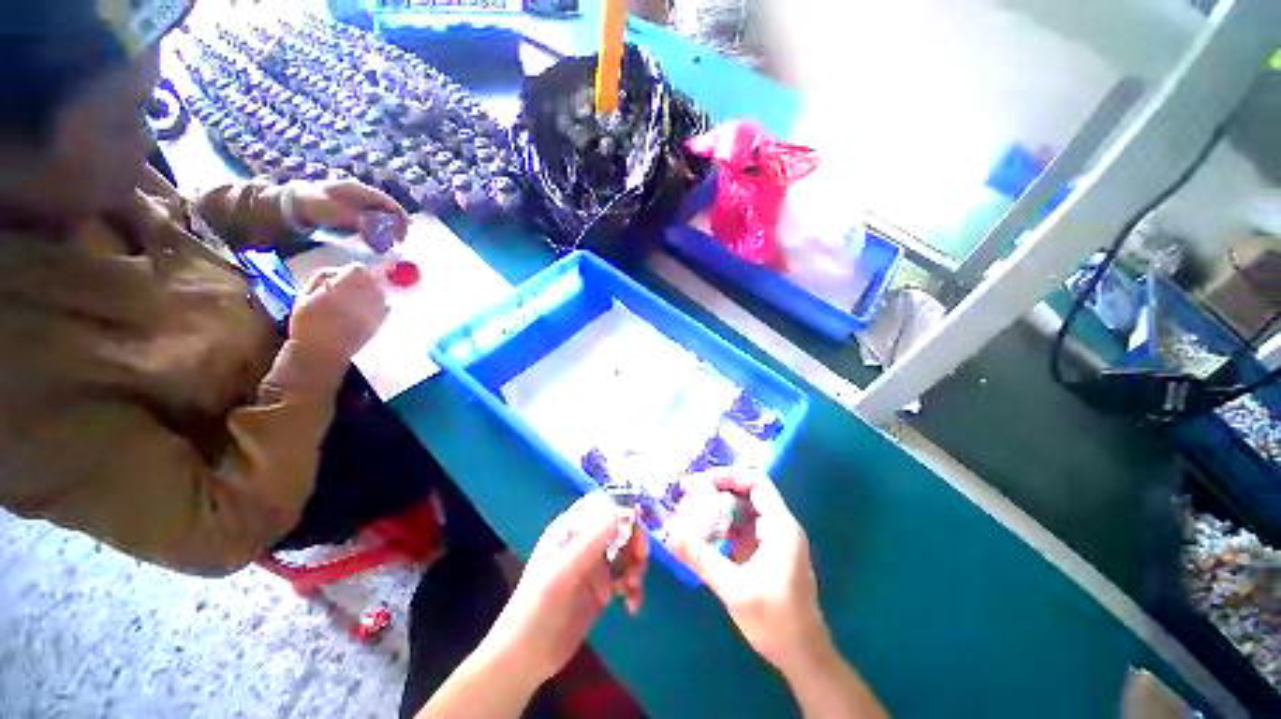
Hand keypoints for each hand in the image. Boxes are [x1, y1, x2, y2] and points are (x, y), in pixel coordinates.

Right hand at [289, 264, 388, 363]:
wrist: (323, 352)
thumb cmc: (309, 323)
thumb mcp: (305, 295)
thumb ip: (324, 278)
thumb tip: (338, 272)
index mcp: (344, 287)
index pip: (358, 268)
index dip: (349, 272)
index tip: (340, 280)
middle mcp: (366, 295)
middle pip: (371, 279)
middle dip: (359, 282)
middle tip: (345, 292)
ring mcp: (377, 308)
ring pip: (379, 292)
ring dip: (368, 293)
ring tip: (351, 304)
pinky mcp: (382, 320)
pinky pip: (384, 306)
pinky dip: (374, 306)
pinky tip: (359, 314)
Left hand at [291, 179, 409, 248]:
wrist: (294, 205)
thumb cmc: (315, 206)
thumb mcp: (338, 214)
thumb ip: (360, 222)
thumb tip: (378, 232)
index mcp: (361, 191)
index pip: (390, 203)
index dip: (401, 218)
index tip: (404, 233)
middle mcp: (363, 195)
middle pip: (388, 210)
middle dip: (396, 226)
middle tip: (398, 241)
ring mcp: (358, 203)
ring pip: (381, 217)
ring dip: (387, 230)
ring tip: (387, 244)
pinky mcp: (353, 212)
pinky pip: (372, 221)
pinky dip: (377, 231)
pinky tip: (375, 241)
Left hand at [486, 492, 648, 684]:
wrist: (525, 660)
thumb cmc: (536, 609)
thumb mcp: (561, 573)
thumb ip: (591, 542)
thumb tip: (622, 513)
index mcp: (570, 531)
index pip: (601, 507)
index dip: (621, 509)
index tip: (639, 521)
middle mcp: (584, 543)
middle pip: (619, 528)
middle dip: (634, 540)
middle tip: (641, 559)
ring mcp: (594, 566)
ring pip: (626, 552)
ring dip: (636, 565)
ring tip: (633, 587)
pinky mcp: (602, 590)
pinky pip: (626, 578)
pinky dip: (634, 587)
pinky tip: (633, 605)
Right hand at [669, 473, 830, 675]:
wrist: (803, 656)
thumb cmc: (776, 621)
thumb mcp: (735, 589)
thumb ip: (702, 559)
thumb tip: (672, 535)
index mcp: (780, 527)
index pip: (757, 483)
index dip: (731, 476)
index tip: (703, 481)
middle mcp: (780, 526)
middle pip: (750, 493)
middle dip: (721, 489)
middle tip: (692, 492)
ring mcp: (774, 540)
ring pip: (746, 510)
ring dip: (721, 507)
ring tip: (693, 507)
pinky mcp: (767, 553)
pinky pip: (744, 528)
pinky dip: (725, 525)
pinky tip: (705, 531)